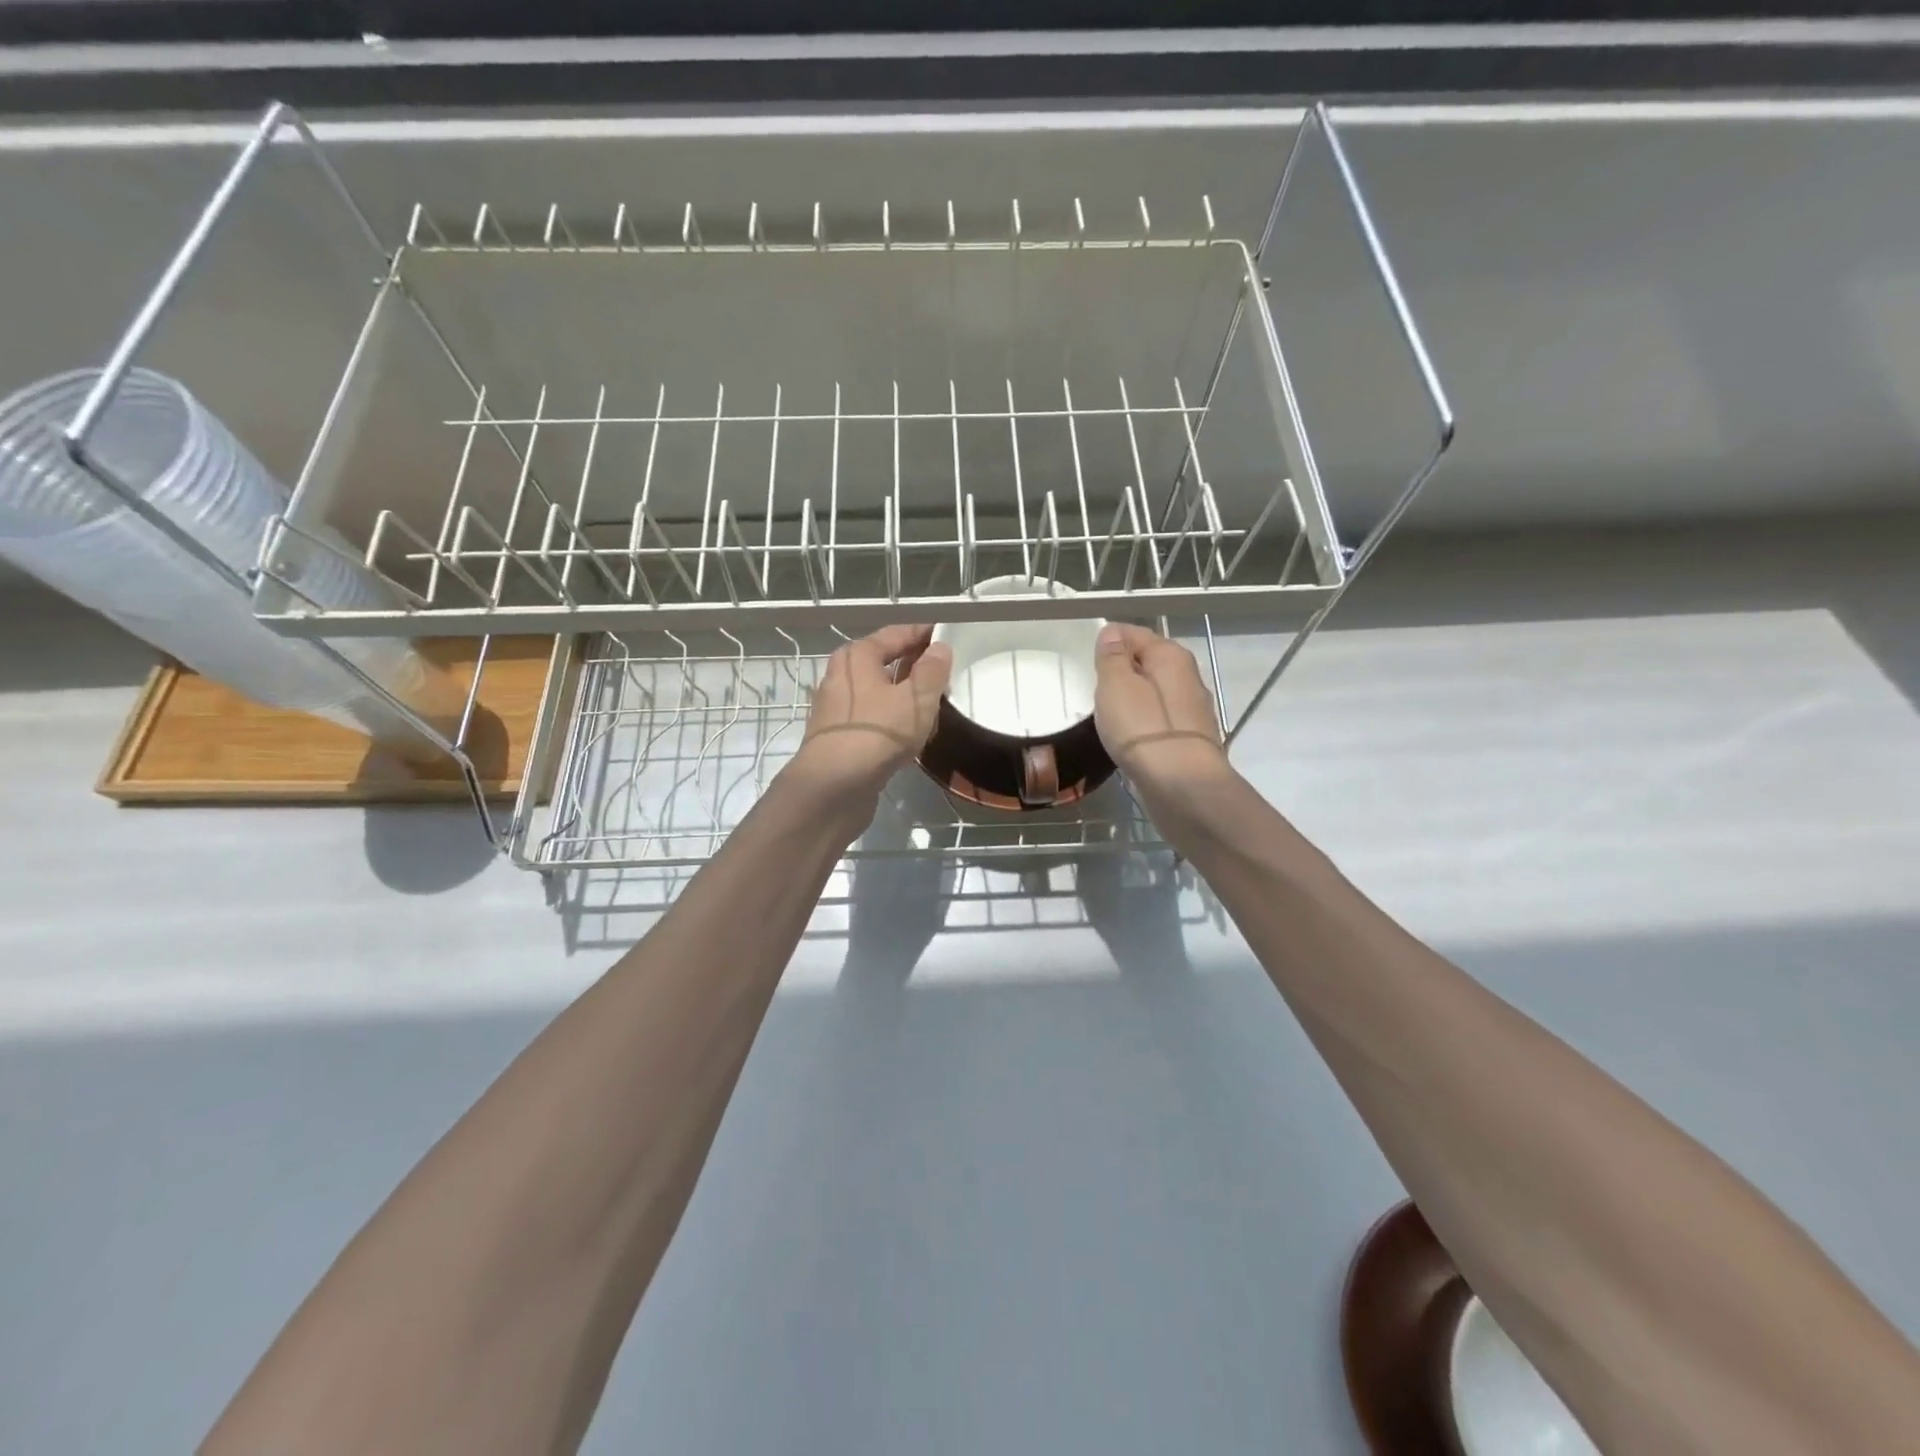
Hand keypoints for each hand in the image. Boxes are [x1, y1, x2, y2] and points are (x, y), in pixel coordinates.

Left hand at [787, 624, 952, 801]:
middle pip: (885, 662)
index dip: (924, 634)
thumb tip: (939, 648)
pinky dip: (892, 720)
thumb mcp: (917, 699)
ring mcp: (836, 708)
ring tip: (934, 706)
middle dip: (915, 667)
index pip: (897, 634)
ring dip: (905, 696)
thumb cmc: (878, 733)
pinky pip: (873, 718)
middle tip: (946, 674)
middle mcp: (841, 675)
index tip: (948, 637)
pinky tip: (911, 735)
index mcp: (857, 656)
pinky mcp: (838, 736)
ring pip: (879, 693)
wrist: (834, 786)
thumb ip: (932, 670)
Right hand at [1093, 623, 1231, 797]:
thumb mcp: (1116, 685)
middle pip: (1147, 663)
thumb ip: (1112, 657)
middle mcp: (1187, 676)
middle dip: (1121, 671)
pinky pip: (1158, 719)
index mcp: (1170, 655)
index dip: (1108, 641)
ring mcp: (1192, 710)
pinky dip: (1142, 722)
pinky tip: (1128, 737)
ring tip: (1107, 715)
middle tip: (1094, 688)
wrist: (1182, 786)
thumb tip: (1112, 632)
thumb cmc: (1143, 729)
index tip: (1087, 660)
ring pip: (1153, 692)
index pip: (1133, 632)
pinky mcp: (1189, 739)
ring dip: (1132, 699)